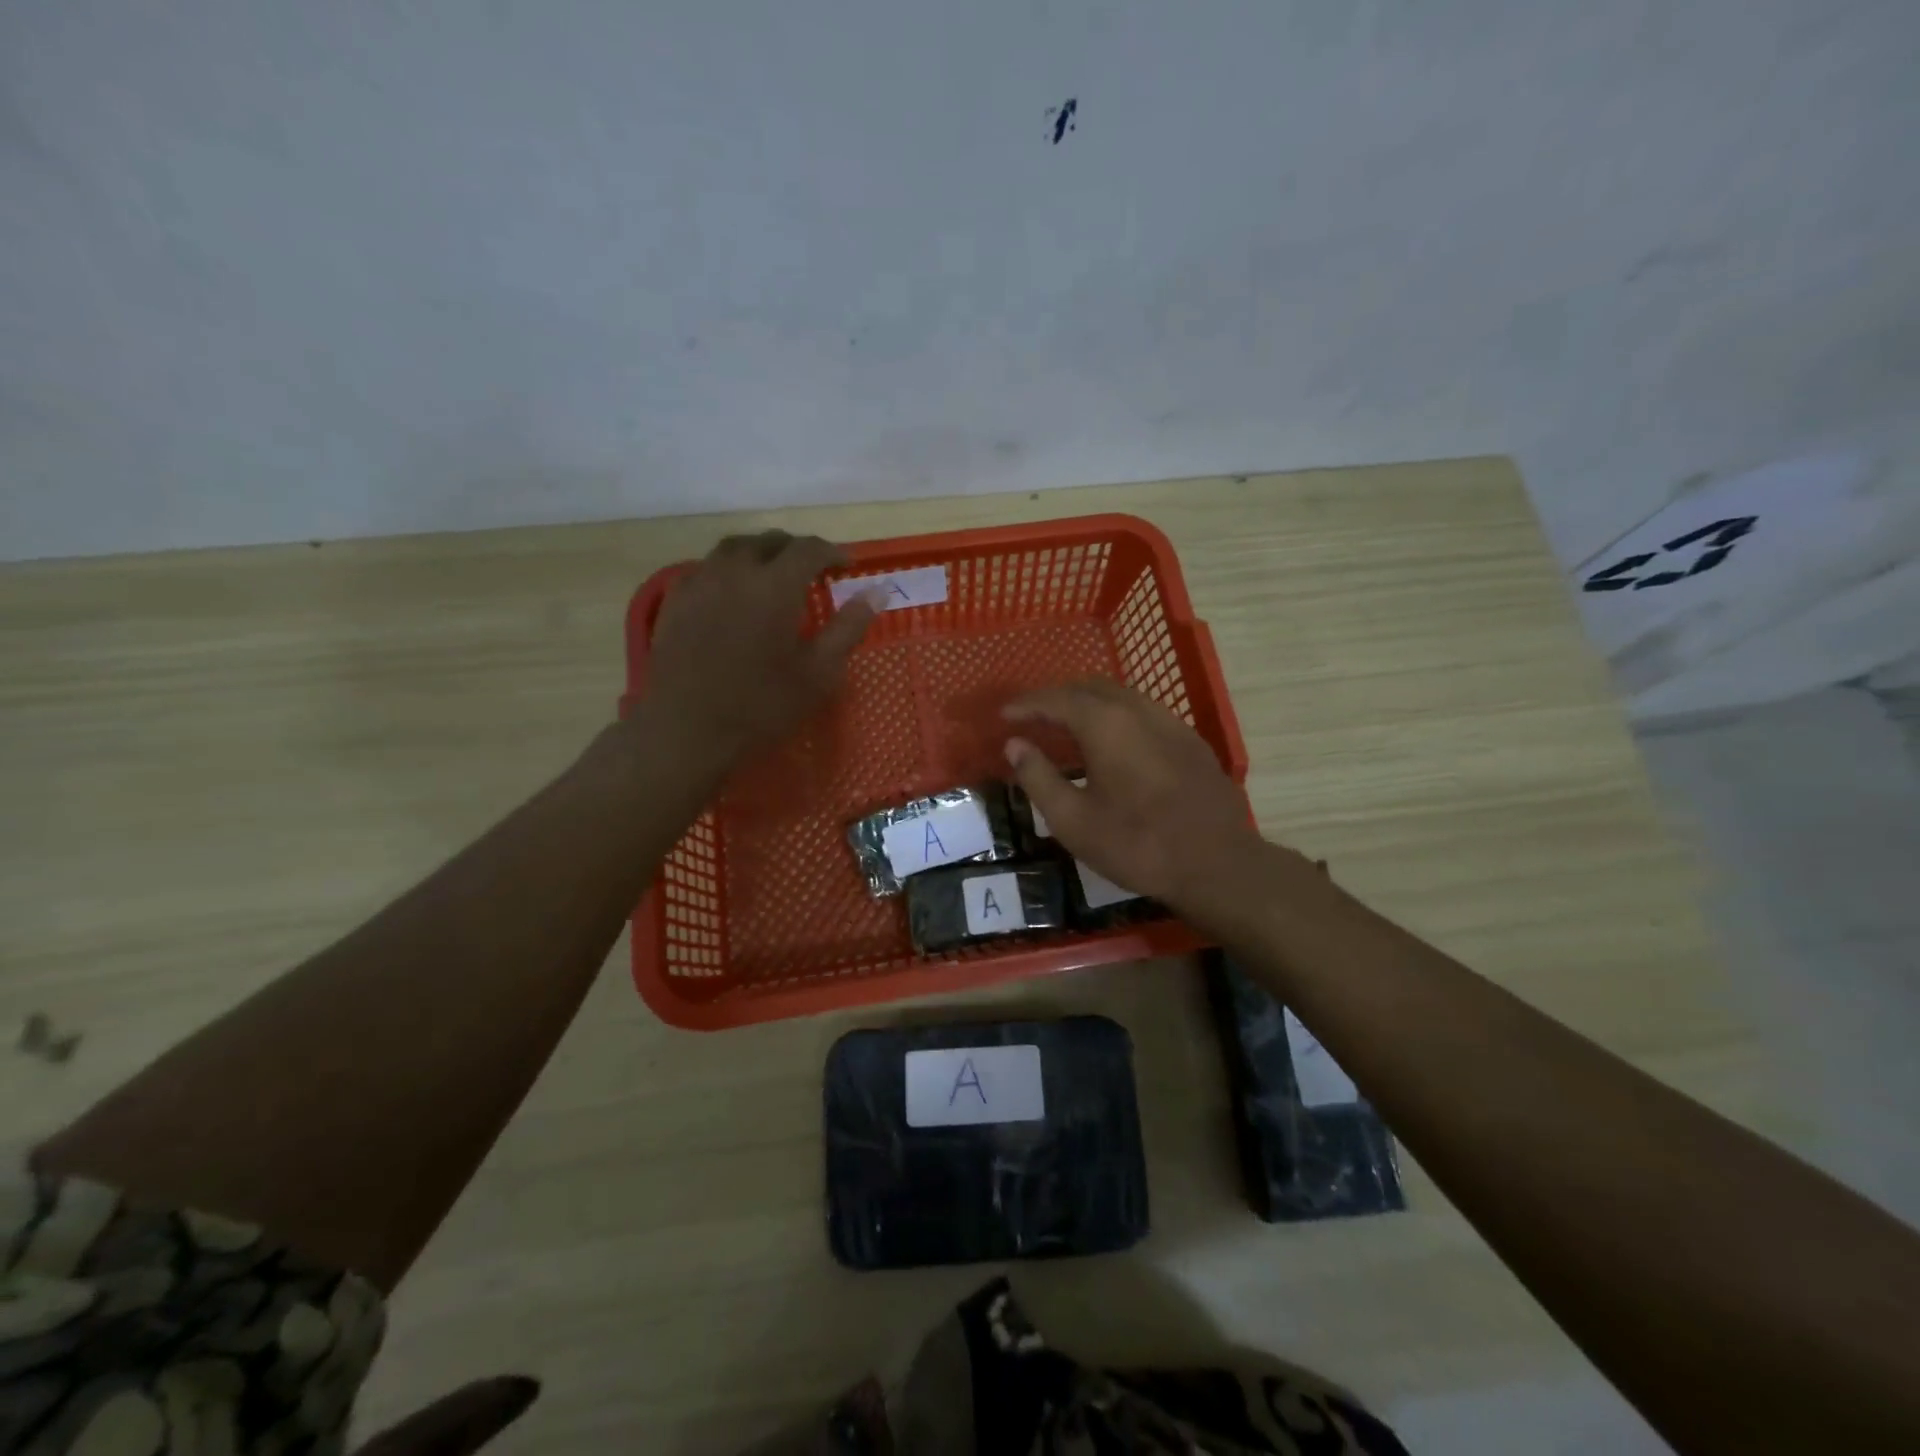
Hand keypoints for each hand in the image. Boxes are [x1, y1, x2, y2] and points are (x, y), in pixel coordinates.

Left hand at [646, 531, 875, 766]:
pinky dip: (728, 569)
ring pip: (734, 548)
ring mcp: (700, 582)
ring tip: (772, 572)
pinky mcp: (674, 600)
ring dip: (760, 552)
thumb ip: (848, 627)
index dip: (832, 552)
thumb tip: (877, 591)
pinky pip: (706, 568)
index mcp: (775, 585)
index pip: (809, 549)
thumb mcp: (819, 673)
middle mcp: (736, 571)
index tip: (847, 565)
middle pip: (769, 541)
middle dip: (795, 549)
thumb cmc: (761, 706)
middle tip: (812, 569)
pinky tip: (732, 591)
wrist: (687, 730)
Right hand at [1002, 680, 1301, 932]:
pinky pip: (1144, 712)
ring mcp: (1171, 723)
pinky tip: (1113, 742)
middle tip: (1033, 717)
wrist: (1217, 864)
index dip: (1027, 704)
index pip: (1057, 699)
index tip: (1004, 714)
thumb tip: (1015, 745)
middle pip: (1090, 687)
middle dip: (1057, 697)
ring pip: (1121, 696)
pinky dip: (1116, 715)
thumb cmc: (1137, 845)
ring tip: (1068, 726)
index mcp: (1106, 725)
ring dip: (1088, 703)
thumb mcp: (1073, 820)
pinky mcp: (1191, 741)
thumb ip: (1039, 777)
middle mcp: (1139, 711)